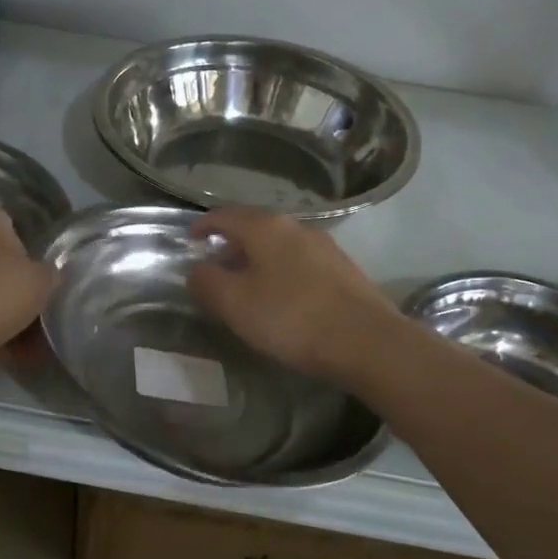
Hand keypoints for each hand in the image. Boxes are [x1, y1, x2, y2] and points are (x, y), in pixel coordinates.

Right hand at [185, 207, 407, 381]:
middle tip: (215, 265)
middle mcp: (297, 227)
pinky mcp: (344, 270)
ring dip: (257, 258)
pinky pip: (300, 262)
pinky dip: (280, 271)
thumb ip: (208, 283)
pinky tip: (282, 297)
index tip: (189, 239)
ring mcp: (325, 247)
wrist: (368, 342)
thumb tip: (196, 269)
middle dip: (231, 243)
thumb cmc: (292, 319)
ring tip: (246, 284)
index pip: (225, 216)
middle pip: (255, 227)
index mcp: (266, 228)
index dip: (204, 225)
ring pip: (280, 244)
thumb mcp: (236, 305)